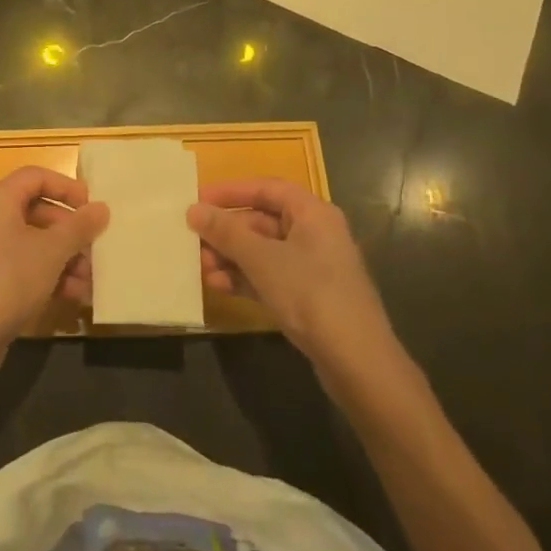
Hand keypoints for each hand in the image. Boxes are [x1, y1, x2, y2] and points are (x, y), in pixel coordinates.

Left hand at [0, 166, 107, 385]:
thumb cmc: (10, 279)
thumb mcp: (52, 250)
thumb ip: (79, 227)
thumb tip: (102, 208)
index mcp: (0, 200)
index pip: (36, 177)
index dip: (66, 187)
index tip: (91, 206)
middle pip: (39, 211)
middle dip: (70, 231)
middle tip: (95, 247)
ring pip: (36, 242)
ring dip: (65, 258)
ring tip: (89, 279)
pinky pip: (28, 266)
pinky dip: (51, 276)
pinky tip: (74, 296)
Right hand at [188, 178, 408, 401]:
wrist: (357, 362)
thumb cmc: (310, 294)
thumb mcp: (261, 259)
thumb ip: (225, 232)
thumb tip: (194, 209)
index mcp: (312, 213)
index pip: (266, 188)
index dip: (231, 191)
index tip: (198, 199)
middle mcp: (315, 233)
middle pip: (262, 221)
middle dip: (226, 232)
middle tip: (194, 240)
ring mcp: (314, 267)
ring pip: (263, 251)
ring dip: (231, 257)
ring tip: (202, 268)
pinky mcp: (309, 296)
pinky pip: (270, 276)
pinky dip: (245, 278)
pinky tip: (219, 287)